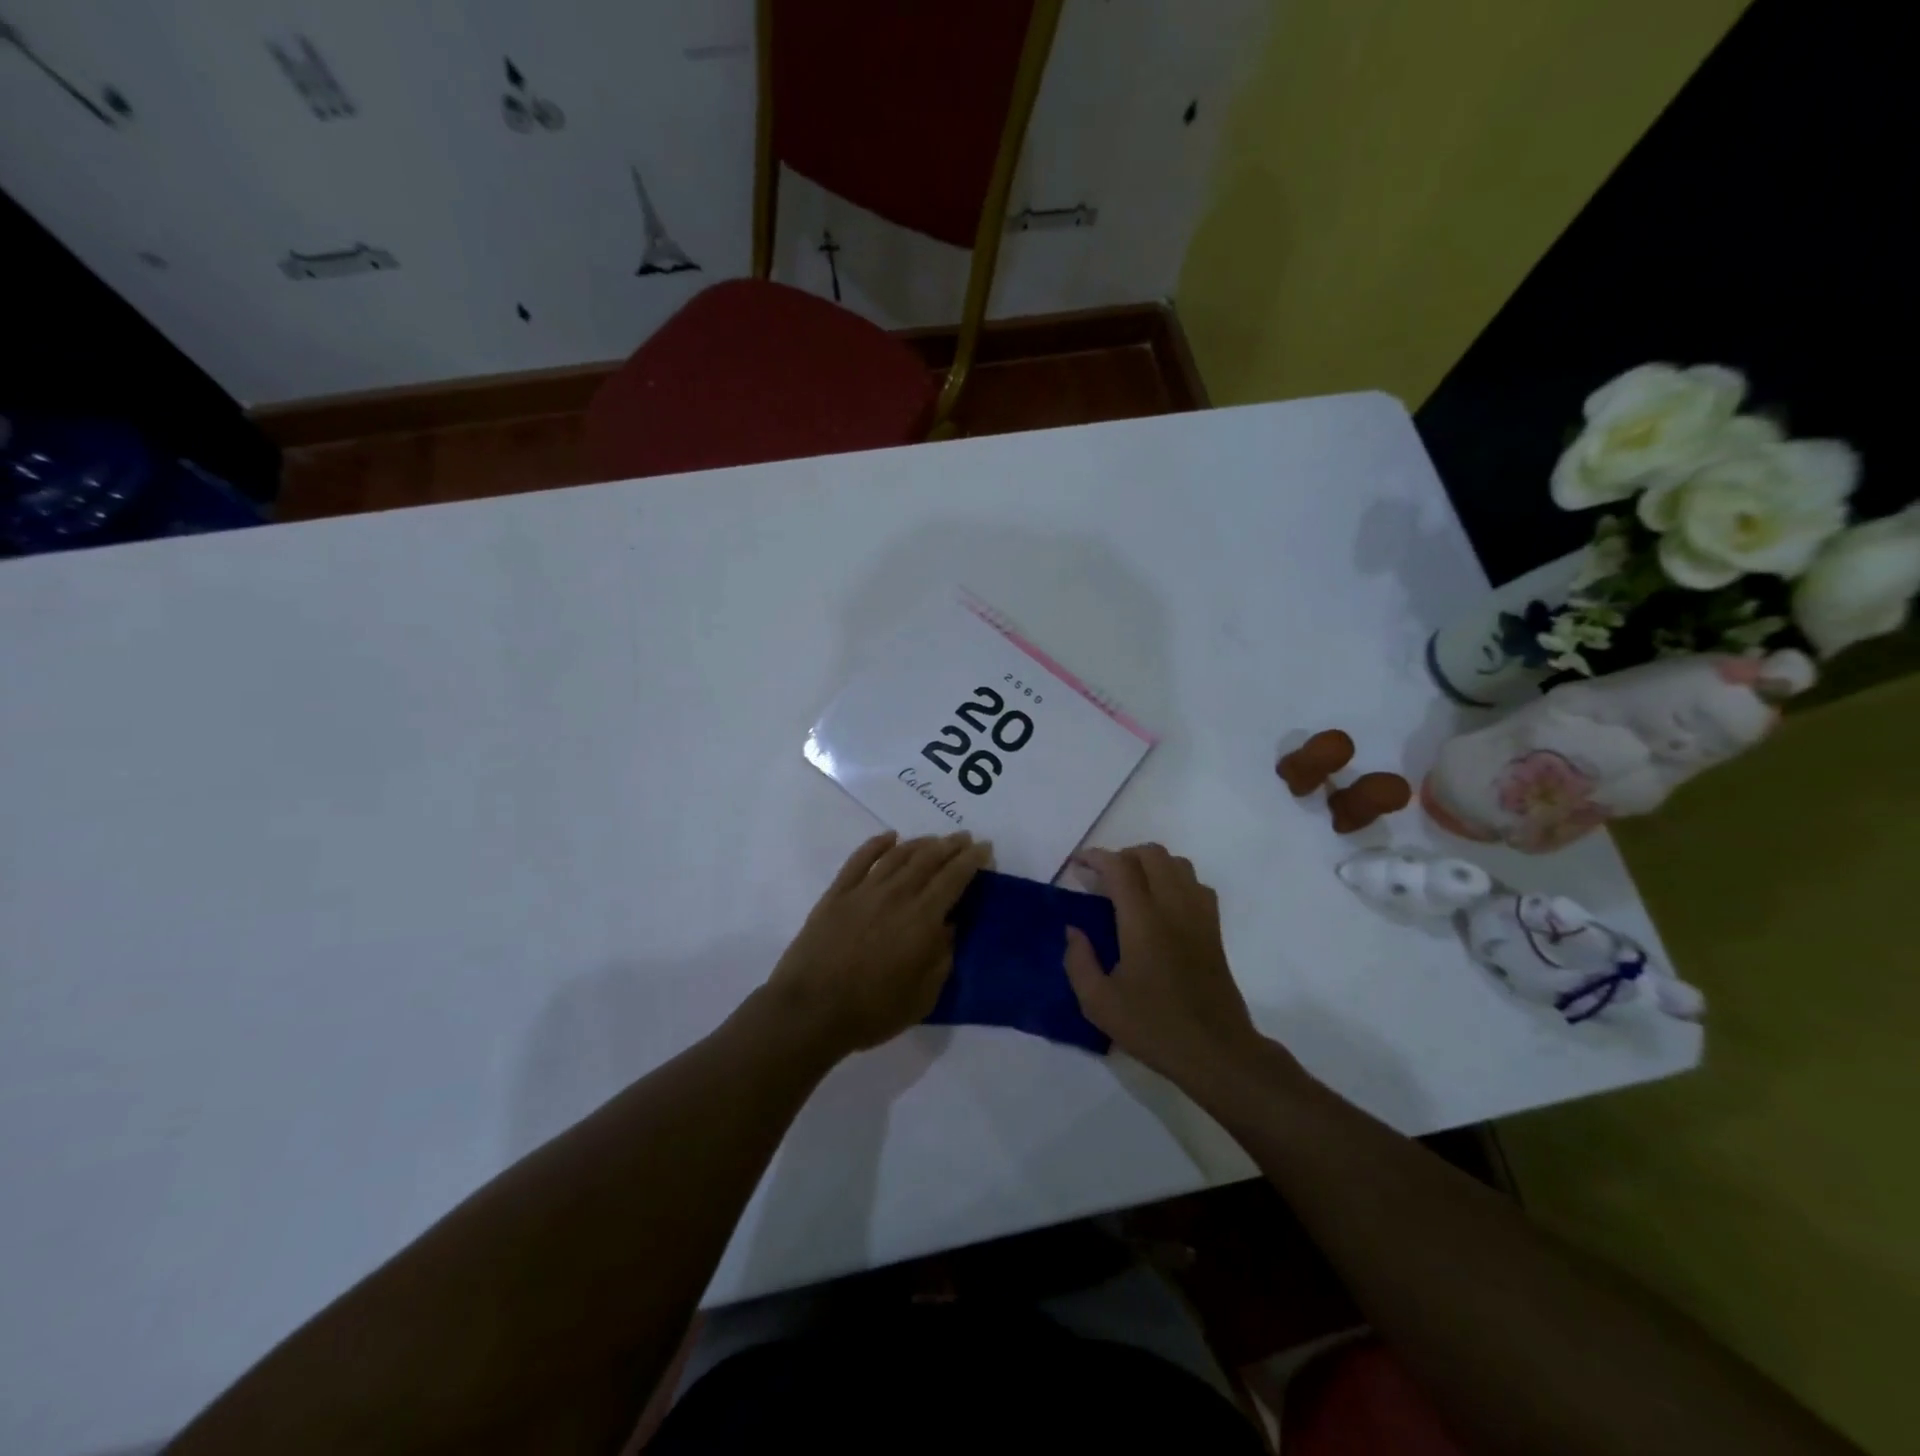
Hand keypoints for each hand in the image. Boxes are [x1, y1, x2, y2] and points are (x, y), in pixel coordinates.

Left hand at [762, 831, 990, 1058]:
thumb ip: (942, 958)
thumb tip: (949, 926)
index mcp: (922, 919)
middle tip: (965, 838)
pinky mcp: (836, 894)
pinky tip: (889, 837)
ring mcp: (864, 891)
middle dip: (951, 846)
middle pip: (928, 859)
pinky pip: (860, 859)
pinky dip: (877, 844)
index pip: (954, 878)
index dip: (972, 860)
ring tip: (934, 839)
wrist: (810, 1011)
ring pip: (898, 855)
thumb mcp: (923, 996)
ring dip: (920, 843)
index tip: (985, 848)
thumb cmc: (872, 1011)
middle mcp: (896, 895)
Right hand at [1063, 844, 1268, 1091]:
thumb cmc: (1153, 1027)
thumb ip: (1078, 961)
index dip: (1096, 857)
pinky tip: (1163, 905)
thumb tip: (1074, 930)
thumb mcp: (1098, 1003)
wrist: (1216, 1051)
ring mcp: (1199, 916)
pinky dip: (1176, 880)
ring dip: (1151, 864)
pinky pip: (1197, 885)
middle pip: (1152, 854)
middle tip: (1103, 877)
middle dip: (1123, 855)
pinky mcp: (1214, 930)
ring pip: (1178, 864)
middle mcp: (1174, 907)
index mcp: (1143, 921)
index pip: (1120, 867)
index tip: (1078, 864)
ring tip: (1132, 886)